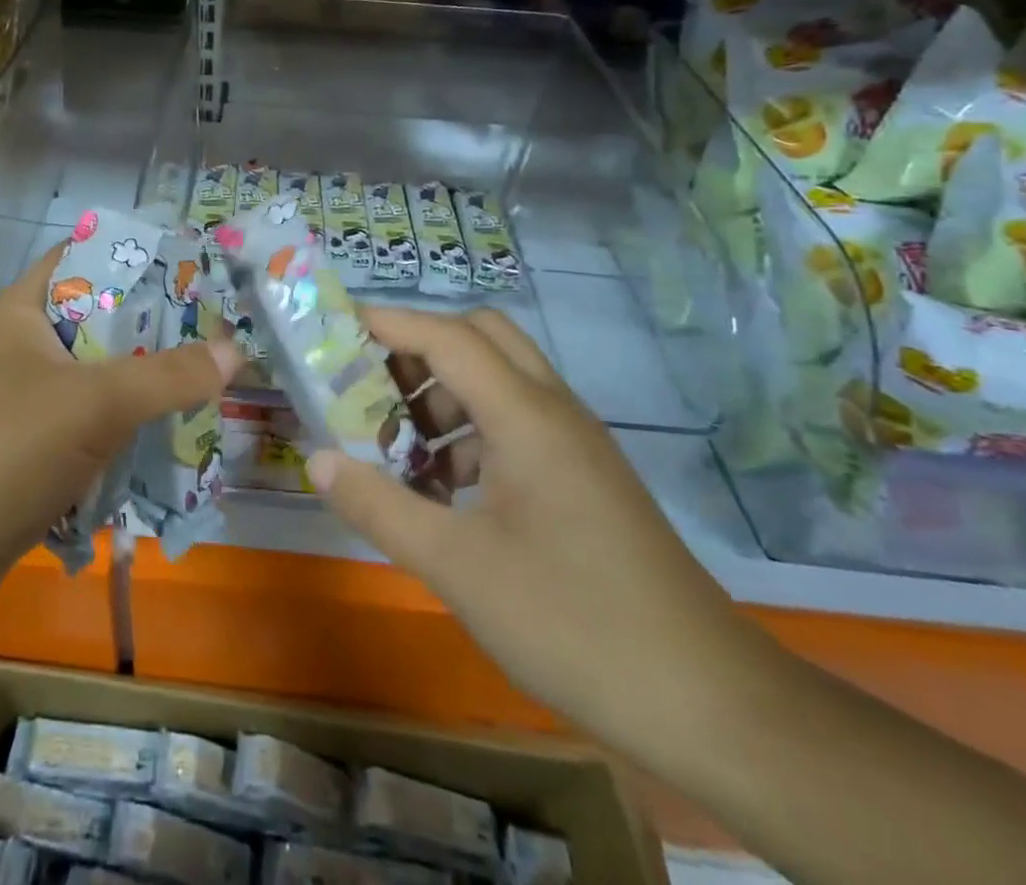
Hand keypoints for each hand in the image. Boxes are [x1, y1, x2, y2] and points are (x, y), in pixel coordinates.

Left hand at [0, 246, 238, 634]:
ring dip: (143, 385)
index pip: (84, 259)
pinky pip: (86, 428)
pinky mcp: (25, 455)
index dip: (137, 256)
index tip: (194, 267)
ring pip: (96, 380)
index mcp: (21, 312)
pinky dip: (122, 431)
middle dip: (155, 328)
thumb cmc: (1, 453)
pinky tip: (166, 440)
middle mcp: (19, 349)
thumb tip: (233, 350)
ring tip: (206, 383)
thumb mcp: (94, 404)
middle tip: (216, 332)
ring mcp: (19, 404)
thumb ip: (168, 375)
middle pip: (99, 322)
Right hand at [309, 306, 777, 751]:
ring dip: (444, 392)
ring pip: (500, 379)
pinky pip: (517, 423)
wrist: (708, 702)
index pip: (447, 336)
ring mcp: (575, 443)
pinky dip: (471, 432)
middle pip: (481, 337)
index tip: (335, 328)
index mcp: (526, 415)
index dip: (388, 323)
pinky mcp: (584, 476)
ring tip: (395, 442)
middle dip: (420, 347)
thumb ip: (379, 505)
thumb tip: (317, 459)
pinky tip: (443, 488)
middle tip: (370, 384)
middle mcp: (554, 410)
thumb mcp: (457, 567)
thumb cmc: (572, 621)